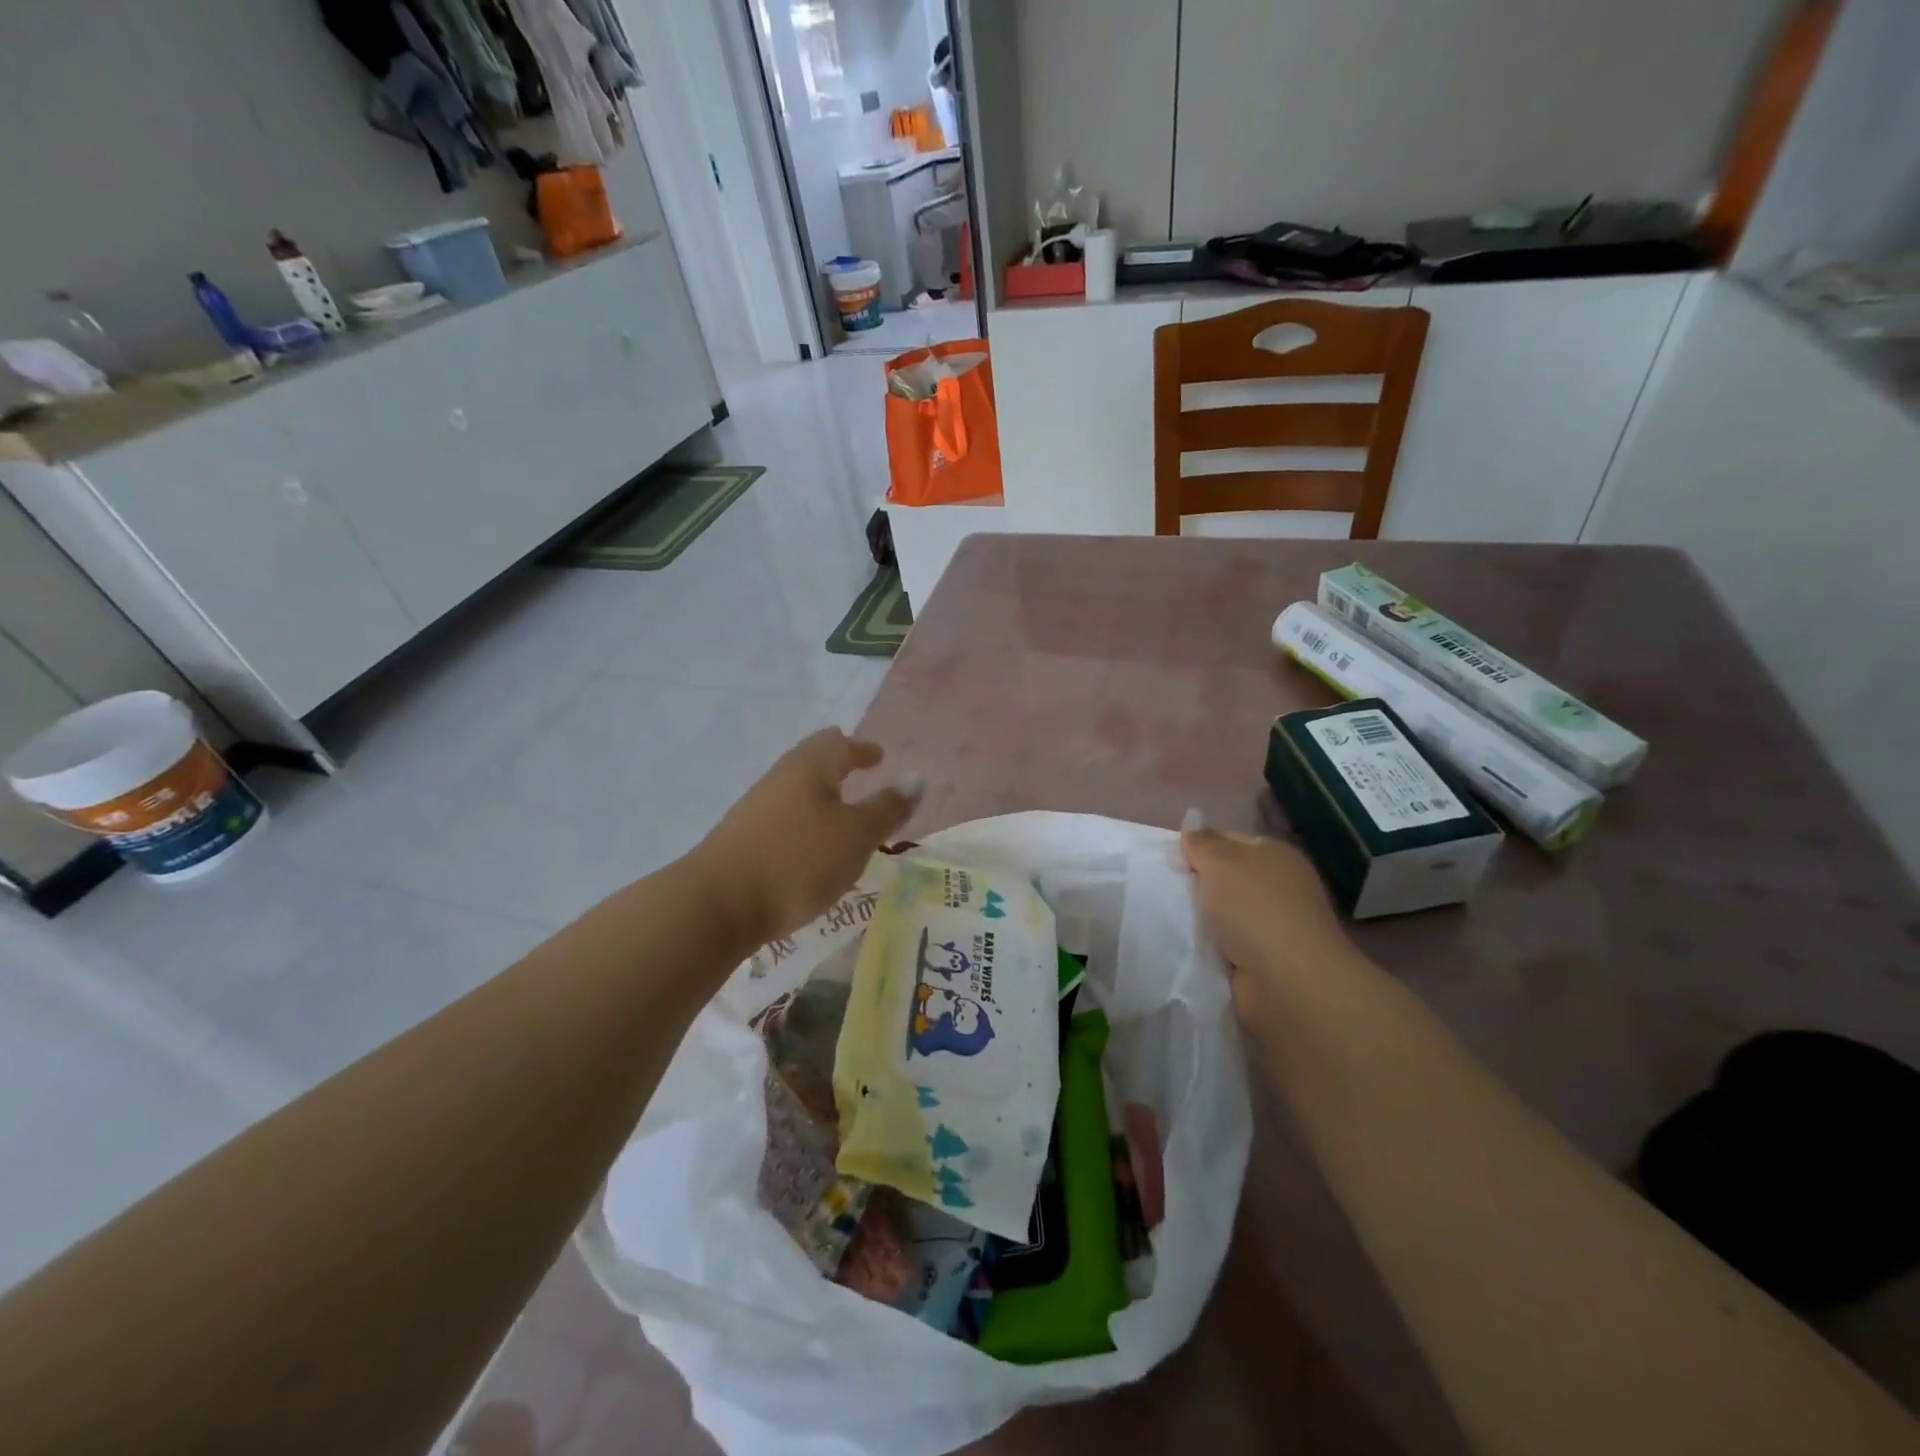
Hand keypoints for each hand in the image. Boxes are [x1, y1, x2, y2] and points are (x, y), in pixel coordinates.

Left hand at [692, 729, 920, 946]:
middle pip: (812, 759)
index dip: (863, 749)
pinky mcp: (743, 839)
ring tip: (841, 808)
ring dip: (820, 791)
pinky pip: (784, 814)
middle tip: (858, 767)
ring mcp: (757, 808)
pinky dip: (805, 816)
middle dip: (837, 761)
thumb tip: (916, 778)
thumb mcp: (856, 836)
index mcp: (810, 767)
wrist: (718, 904)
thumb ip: (888, 808)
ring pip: (796, 787)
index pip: (840, 745)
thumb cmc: (798, 860)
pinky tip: (810, 841)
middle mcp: (781, 778)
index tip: (878, 756)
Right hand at [1180, 822, 1357, 1022]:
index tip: (1170, 862)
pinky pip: (1223, 945)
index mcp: (1274, 856)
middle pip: (1225, 878)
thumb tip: (1192, 821)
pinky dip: (1206, 947)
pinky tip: (1184, 947)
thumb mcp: (1221, 861)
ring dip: (1199, 919)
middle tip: (1162, 890)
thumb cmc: (1254, 907)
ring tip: (1164, 919)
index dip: (1199, 847)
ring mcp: (1271, 927)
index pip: (1229, 841)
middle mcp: (1277, 888)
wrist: (1286, 981)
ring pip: (1221, 914)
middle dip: (1196, 885)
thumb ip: (1202, 841)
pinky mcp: (1261, 961)